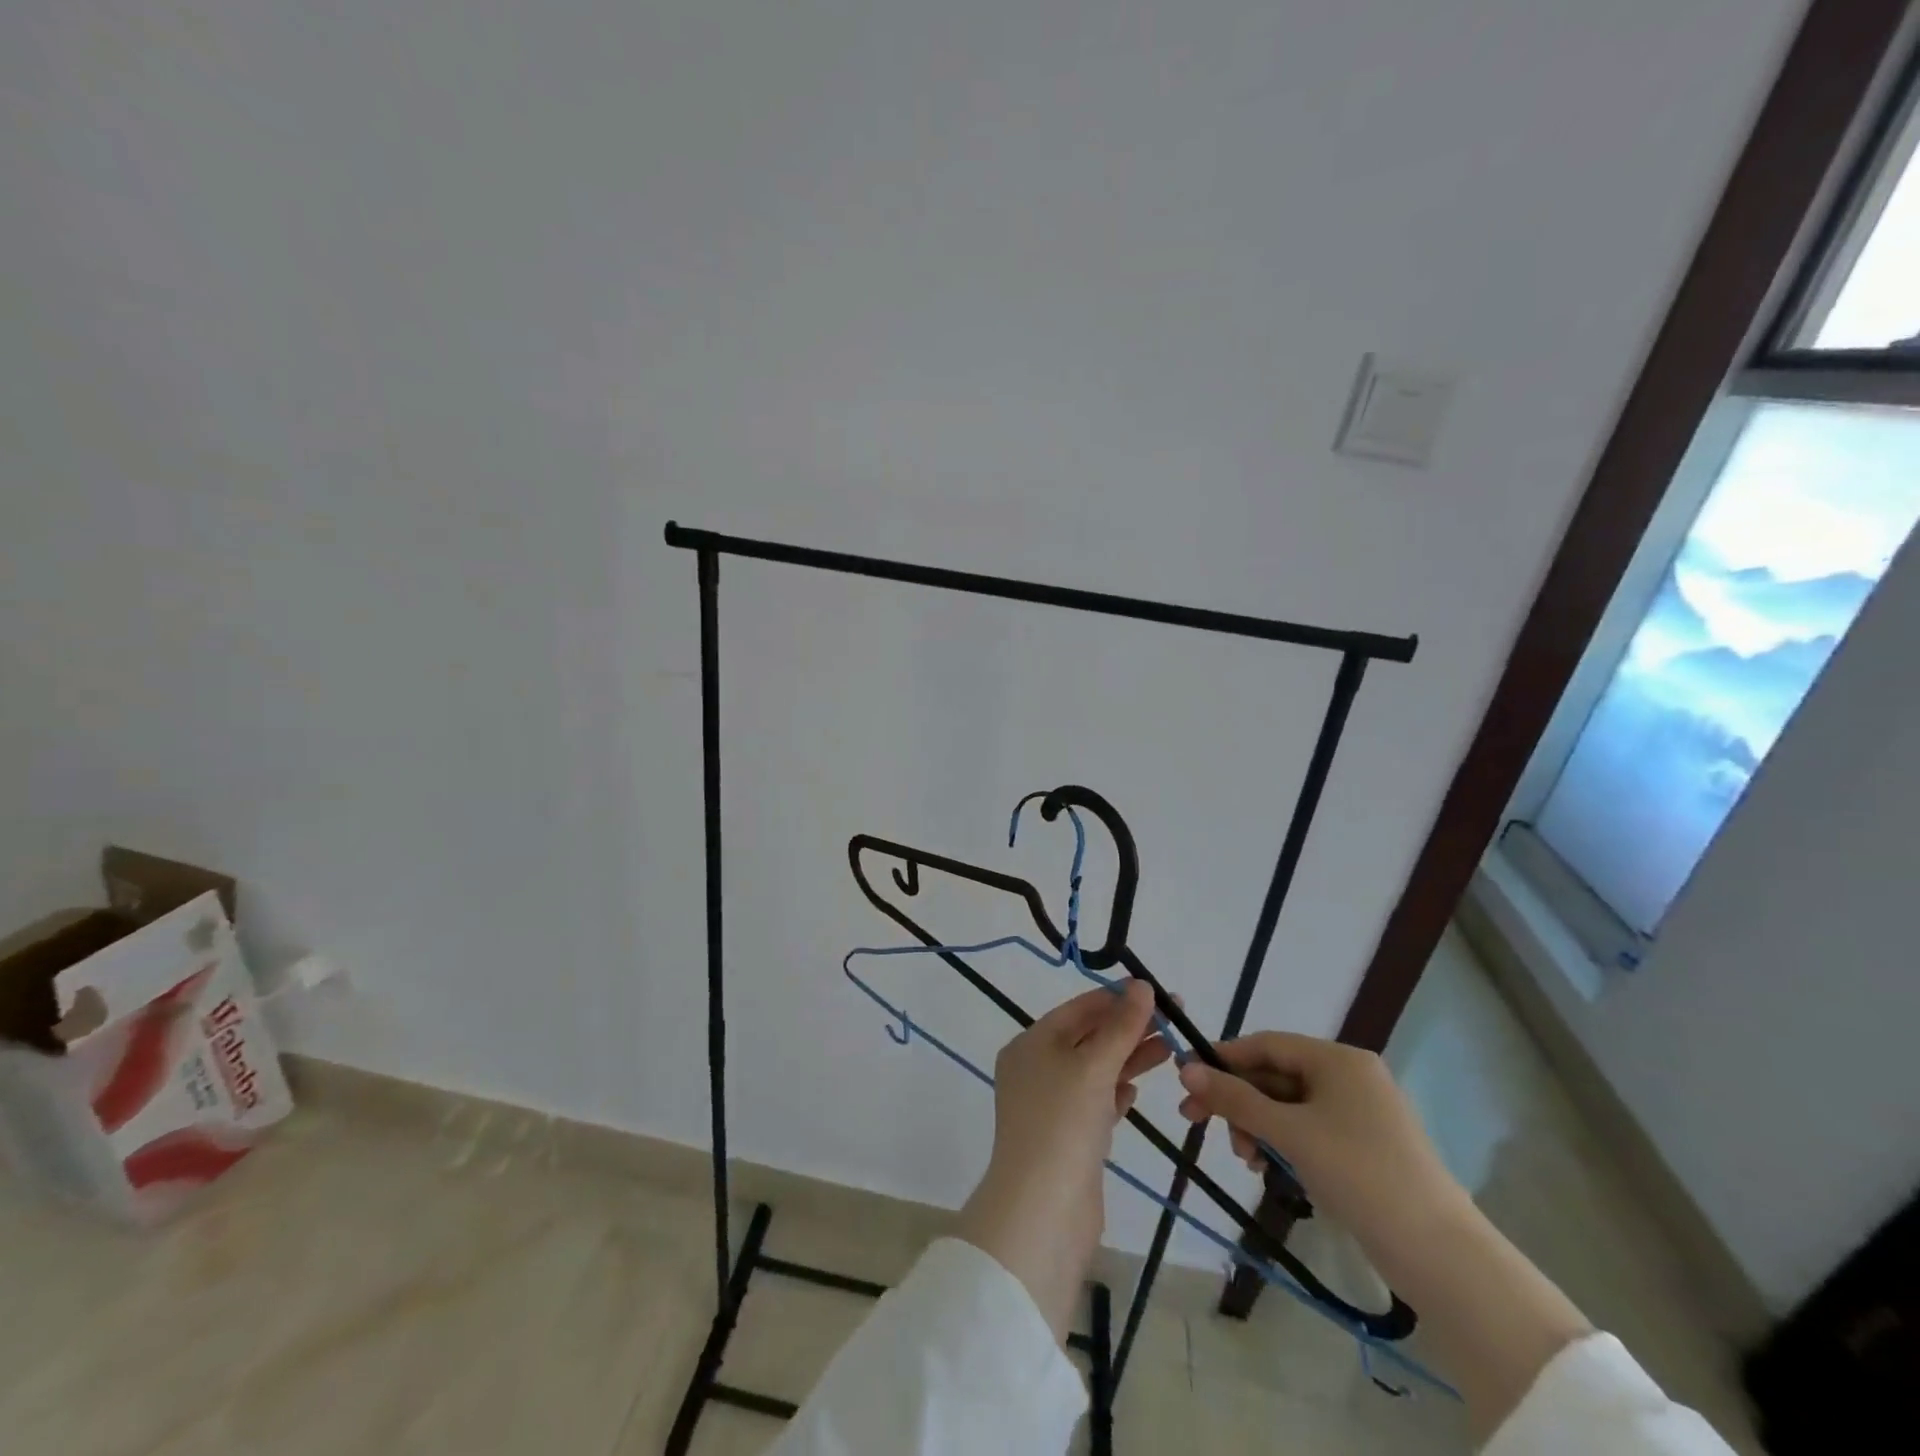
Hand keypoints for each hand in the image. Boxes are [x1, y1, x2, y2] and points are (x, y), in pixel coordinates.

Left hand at [956, 981, 1169, 1340]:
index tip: (1156, 991)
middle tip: (1176, 1019)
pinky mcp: (1068, 1138)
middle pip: (1088, 1038)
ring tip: (1171, 1048)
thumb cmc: (1064, 1124)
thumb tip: (1142, 985)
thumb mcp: (1093, 1066)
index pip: (1078, 1009)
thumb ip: (1121, 1026)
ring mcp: (1050, 1106)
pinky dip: (1116, 1092)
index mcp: (1030, 1044)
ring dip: (1130, 1057)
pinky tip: (1137, 1088)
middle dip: (1129, 1027)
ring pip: (1095, 1071)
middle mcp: (1035, 1069)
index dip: (1116, 998)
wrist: (1044, 1211)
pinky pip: (1095, 1103)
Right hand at [1176, 1032, 1466, 1257]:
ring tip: (1244, 1157)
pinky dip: (1284, 1142)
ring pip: (1290, 1106)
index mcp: (1338, 1059)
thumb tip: (1184, 1069)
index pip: (1266, 1044)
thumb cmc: (1358, 1173)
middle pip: (1276, 1075)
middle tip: (1198, 1124)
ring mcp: (1361, 1113)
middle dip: (1238, 1101)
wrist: (1439, 1254)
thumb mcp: (1289, 1132)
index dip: (1223, 1059)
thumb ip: (1235, 1099)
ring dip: (1258, 1125)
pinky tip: (1268, 1168)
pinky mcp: (1366, 1147)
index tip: (1186, 1079)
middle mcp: (1350, 1076)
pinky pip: (1309, 1130)